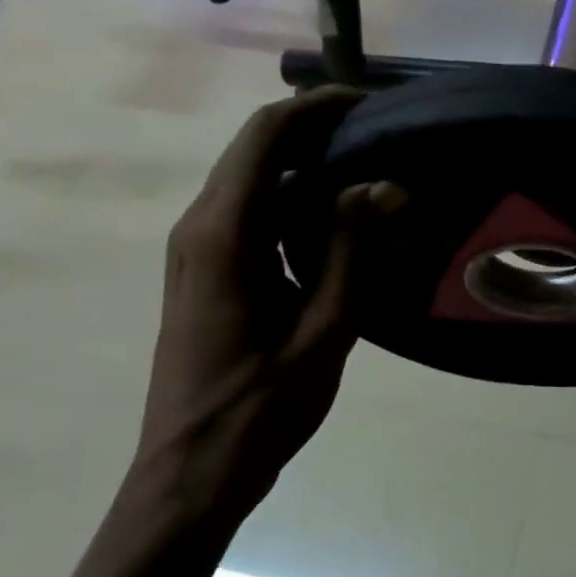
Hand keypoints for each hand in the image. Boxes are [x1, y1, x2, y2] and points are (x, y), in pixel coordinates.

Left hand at [128, 90, 391, 533]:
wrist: (191, 473)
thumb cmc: (260, 409)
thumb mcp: (324, 331)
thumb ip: (351, 250)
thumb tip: (385, 185)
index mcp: (223, 234)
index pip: (265, 136)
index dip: (316, 106)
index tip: (371, 103)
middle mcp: (199, 227)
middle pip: (255, 148)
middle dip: (315, 128)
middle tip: (381, 134)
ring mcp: (196, 249)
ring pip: (251, 178)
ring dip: (305, 162)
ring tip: (369, 167)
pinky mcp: (204, 271)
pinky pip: (249, 211)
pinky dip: (291, 197)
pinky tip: (337, 217)